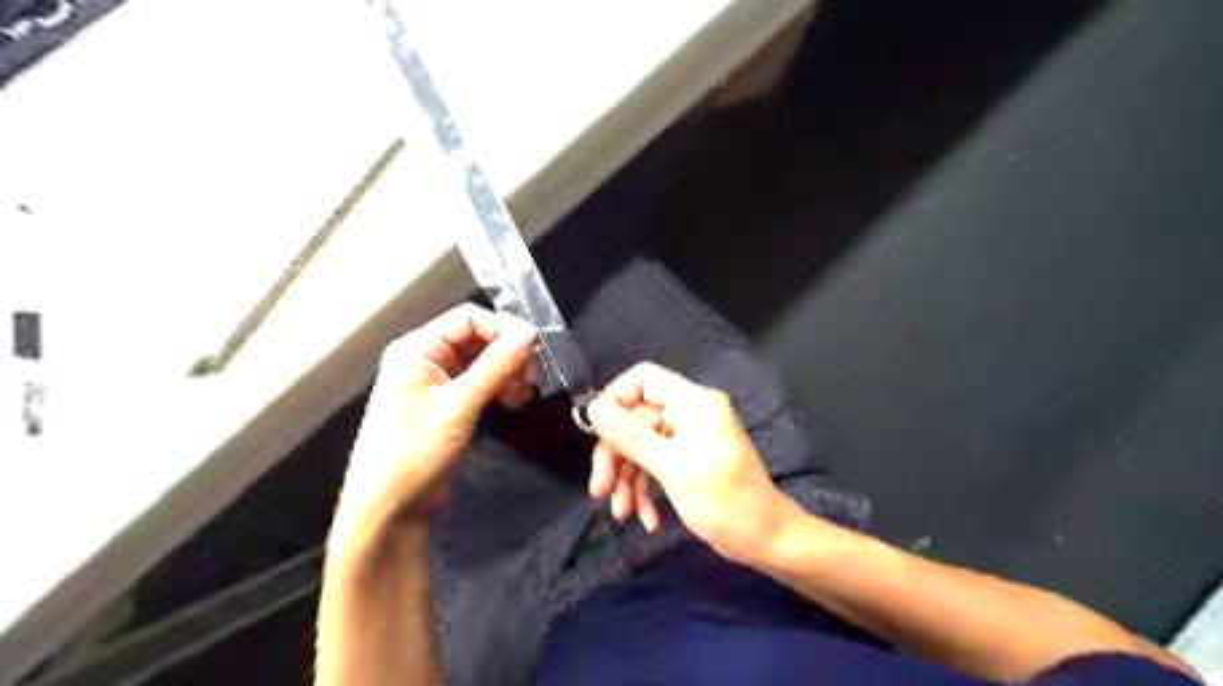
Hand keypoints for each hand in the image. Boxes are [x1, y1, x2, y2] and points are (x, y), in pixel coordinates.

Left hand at [336, 307, 535, 551]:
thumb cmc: (413, 454)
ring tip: (521, 397)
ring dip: (506, 373)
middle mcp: (424, 358)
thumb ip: (495, 366)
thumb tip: (530, 333)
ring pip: (481, 361)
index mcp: (416, 349)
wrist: (387, 510)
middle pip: (477, 338)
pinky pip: (478, 382)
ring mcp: (435, 381)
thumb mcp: (459, 407)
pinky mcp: (445, 403)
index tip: (533, 352)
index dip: (503, 329)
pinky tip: (511, 403)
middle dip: (507, 355)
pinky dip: (498, 388)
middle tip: (530, 381)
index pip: (468, 318)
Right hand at [584, 362, 794, 559]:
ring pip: (640, 446)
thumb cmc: (725, 501)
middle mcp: (689, 414)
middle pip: (636, 419)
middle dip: (616, 456)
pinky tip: (647, 519)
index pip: (643, 379)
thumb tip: (594, 408)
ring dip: (627, 479)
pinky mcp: (687, 461)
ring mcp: (688, 438)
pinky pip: (654, 464)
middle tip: (600, 490)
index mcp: (693, 403)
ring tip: (623, 513)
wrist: (766, 540)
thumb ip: (631, 437)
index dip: (615, 399)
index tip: (596, 432)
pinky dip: (645, 489)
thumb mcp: (672, 468)